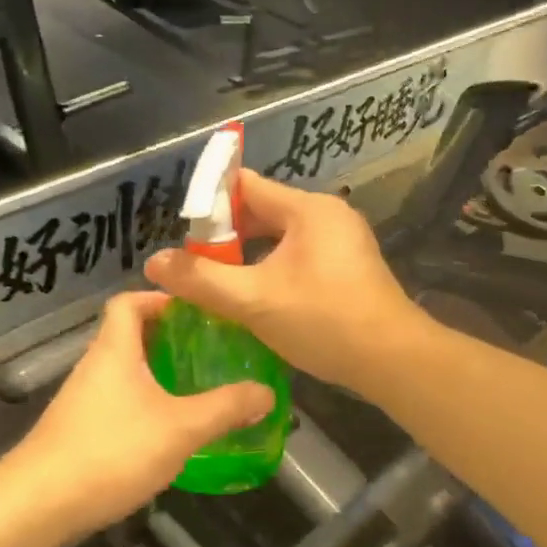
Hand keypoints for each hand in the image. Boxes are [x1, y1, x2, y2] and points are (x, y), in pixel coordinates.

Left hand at [13, 291, 274, 536]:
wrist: (40, 504)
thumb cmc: (112, 449)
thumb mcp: (181, 428)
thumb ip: (226, 408)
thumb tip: (266, 393)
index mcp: (114, 349)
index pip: (128, 302)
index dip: (160, 298)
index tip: (195, 311)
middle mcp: (94, 367)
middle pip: (128, 336)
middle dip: (168, 340)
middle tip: (208, 352)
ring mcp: (82, 401)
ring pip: (123, 373)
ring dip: (156, 376)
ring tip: (196, 391)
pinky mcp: (77, 432)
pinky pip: (116, 404)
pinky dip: (142, 406)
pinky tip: (166, 433)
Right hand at [144, 170, 427, 394]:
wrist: (393, 360)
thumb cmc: (324, 321)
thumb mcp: (253, 301)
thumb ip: (201, 280)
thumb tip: (154, 262)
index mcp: (308, 210)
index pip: (246, 186)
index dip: (210, 204)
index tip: (182, 233)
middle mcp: (327, 216)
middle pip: (263, 211)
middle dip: (226, 236)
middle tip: (193, 263)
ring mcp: (342, 242)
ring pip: (280, 238)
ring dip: (247, 256)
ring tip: (216, 281)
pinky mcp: (347, 268)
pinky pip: (298, 257)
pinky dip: (271, 269)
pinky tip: (253, 296)